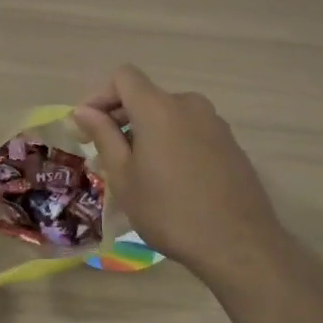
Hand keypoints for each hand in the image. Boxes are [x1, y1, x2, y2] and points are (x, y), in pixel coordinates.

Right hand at [72, 66, 282, 282]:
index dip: (100, 96)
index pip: (123, 77)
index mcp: (158, 108)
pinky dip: (171, 143)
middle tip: (104, 156)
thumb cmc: (169, 211)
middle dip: (120, 119)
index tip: (87, 127)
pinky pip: (189, 131)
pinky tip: (169, 180)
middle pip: (146, 96)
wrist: (238, 245)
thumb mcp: (124, 177)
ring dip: (146, 134)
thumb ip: (103, 136)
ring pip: (168, 116)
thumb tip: (83, 111)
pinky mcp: (230, 144)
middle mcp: (188, 105)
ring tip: (136, 172)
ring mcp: (214, 123)